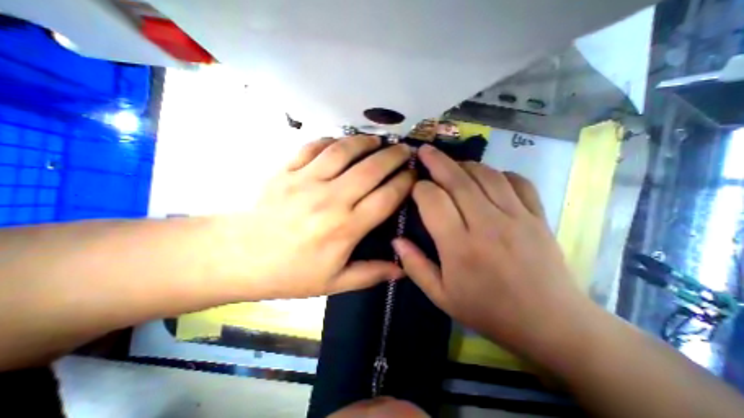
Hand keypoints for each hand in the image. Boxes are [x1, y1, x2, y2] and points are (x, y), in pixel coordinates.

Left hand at [221, 137, 415, 299]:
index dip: (405, 183)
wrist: (239, 257)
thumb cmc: (290, 273)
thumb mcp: (334, 283)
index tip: (414, 176)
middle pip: (371, 169)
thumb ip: (371, 274)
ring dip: (365, 142)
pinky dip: (331, 140)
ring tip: (378, 139)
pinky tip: (342, 141)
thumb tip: (403, 269)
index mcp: (345, 228)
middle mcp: (331, 199)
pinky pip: (313, 147)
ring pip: (344, 151)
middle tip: (405, 150)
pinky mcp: (286, 170)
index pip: (386, 197)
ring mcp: (306, 180)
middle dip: (394, 156)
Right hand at [392, 145, 589, 362]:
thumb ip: (415, 266)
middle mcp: (487, 224)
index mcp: (459, 246)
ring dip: (465, 164)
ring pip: (486, 175)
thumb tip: (396, 240)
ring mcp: (516, 217)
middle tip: (425, 150)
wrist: (550, 324)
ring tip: (453, 164)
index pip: (433, 200)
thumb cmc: (488, 310)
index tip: (414, 188)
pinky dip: (500, 173)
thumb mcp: (441, 296)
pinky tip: (489, 177)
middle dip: (437, 161)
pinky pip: (517, 182)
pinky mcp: (537, 216)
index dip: (420, 188)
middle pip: (458, 180)